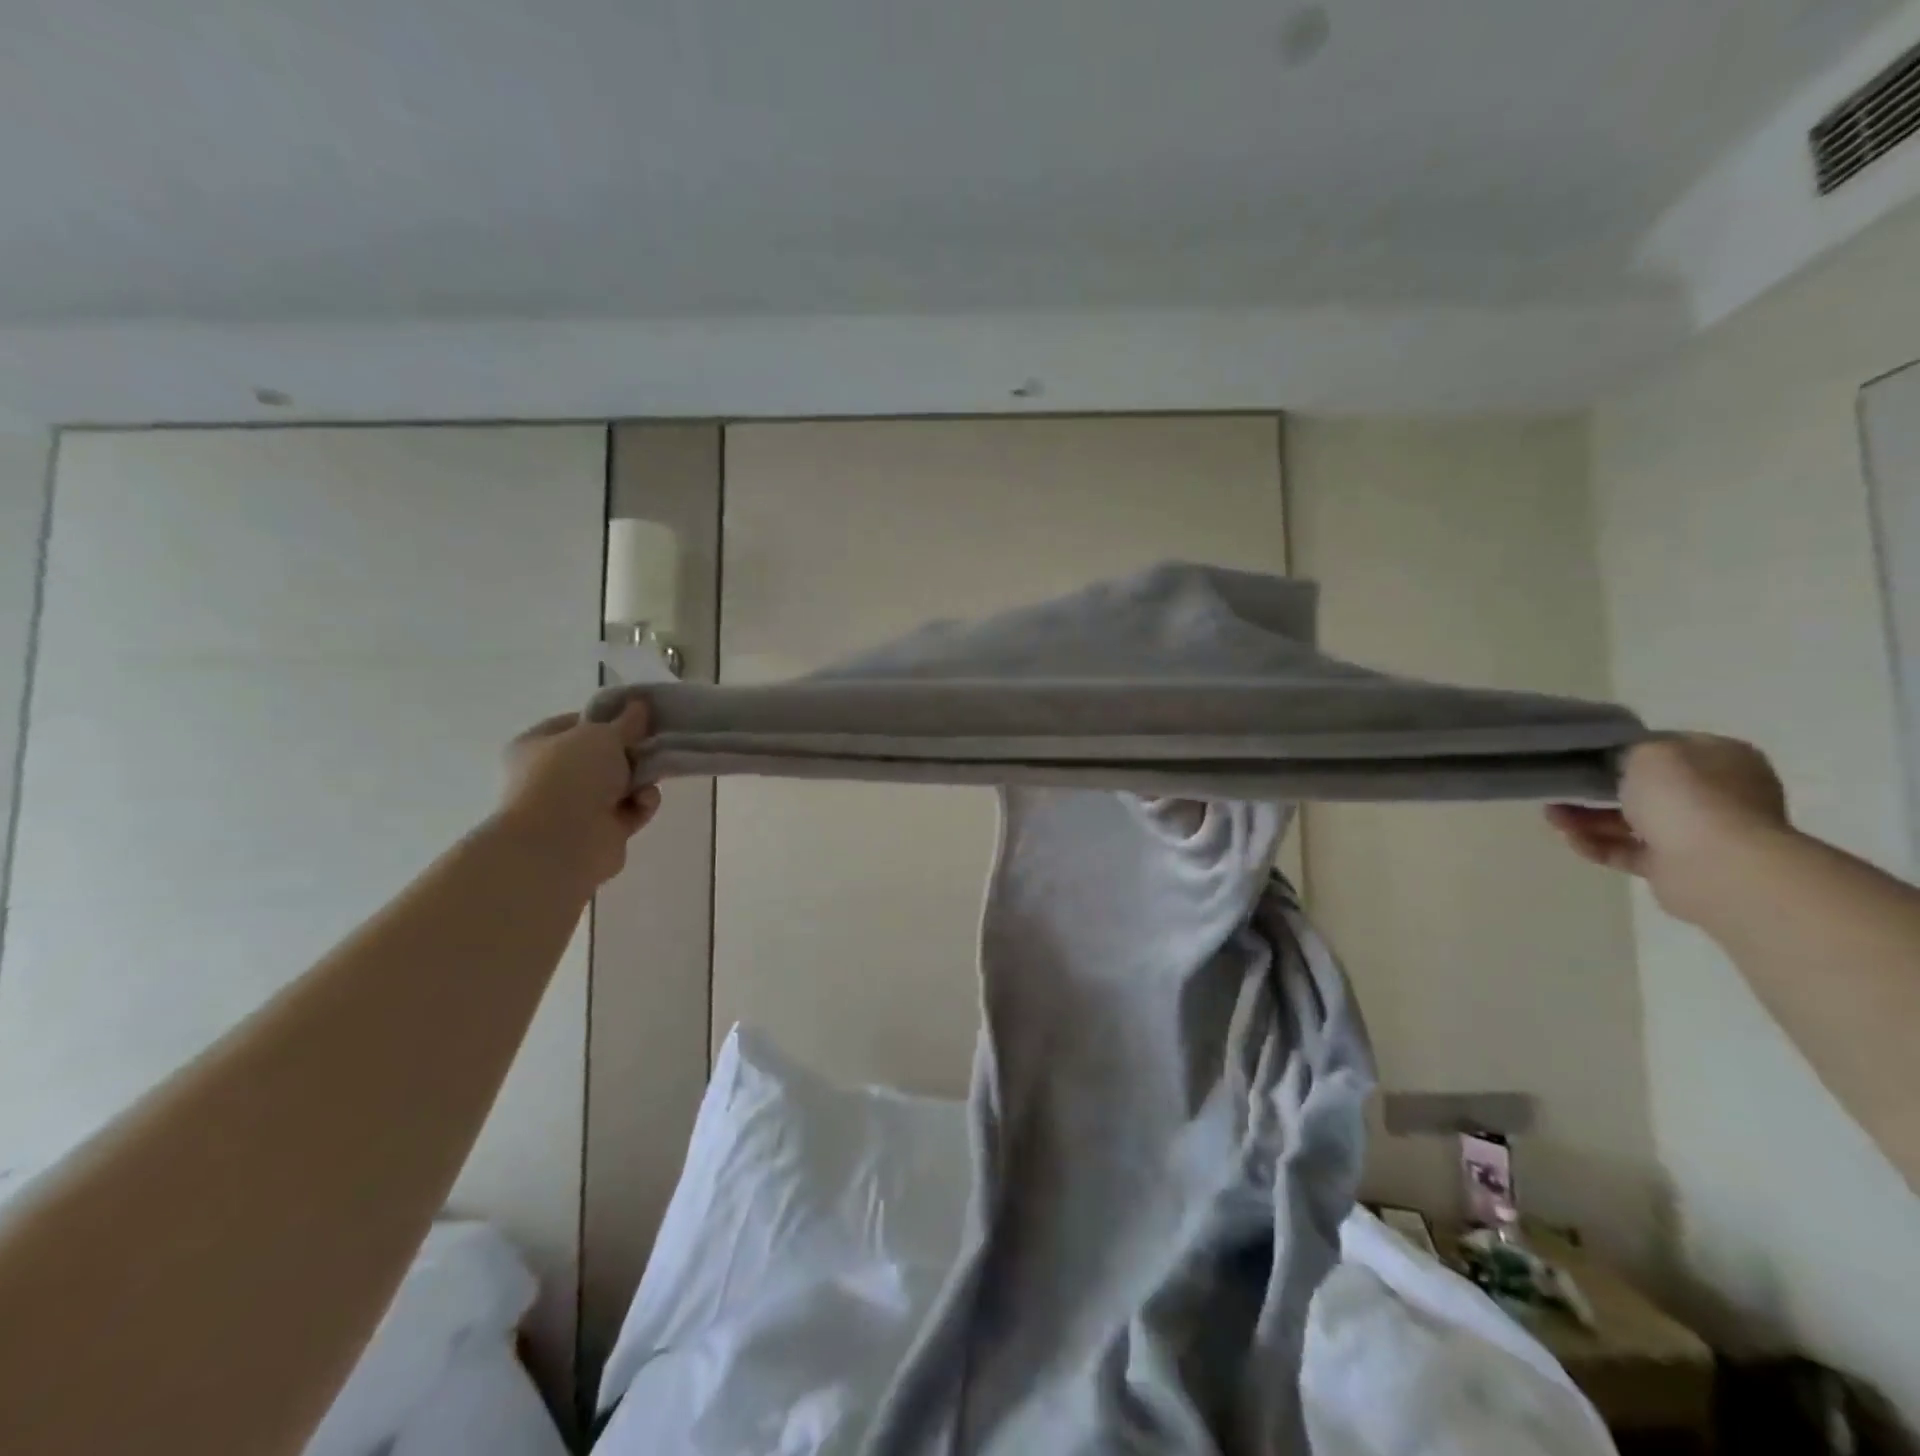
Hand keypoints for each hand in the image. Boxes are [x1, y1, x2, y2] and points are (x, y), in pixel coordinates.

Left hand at [497, 702, 660, 885]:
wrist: (561, 843)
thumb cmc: (571, 775)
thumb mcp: (602, 735)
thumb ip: (627, 721)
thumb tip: (640, 705)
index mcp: (537, 746)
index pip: (576, 723)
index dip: (608, 717)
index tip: (638, 715)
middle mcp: (553, 776)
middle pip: (603, 755)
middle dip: (631, 751)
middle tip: (654, 743)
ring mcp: (576, 806)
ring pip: (621, 784)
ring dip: (641, 778)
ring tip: (652, 775)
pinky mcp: (602, 832)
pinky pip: (631, 810)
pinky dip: (643, 804)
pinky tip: (644, 801)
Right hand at [1546, 734, 1788, 923]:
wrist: (1718, 867)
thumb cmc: (1688, 797)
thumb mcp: (1648, 752)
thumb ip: (1627, 750)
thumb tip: (1615, 761)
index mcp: (1721, 759)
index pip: (1666, 748)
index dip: (1623, 750)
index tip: (1584, 755)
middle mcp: (1717, 794)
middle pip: (1643, 788)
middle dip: (1596, 789)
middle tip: (1560, 787)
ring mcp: (1698, 833)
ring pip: (1629, 821)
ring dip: (1587, 818)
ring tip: (1551, 816)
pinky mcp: (1674, 867)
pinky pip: (1626, 851)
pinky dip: (1595, 844)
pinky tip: (1568, 837)